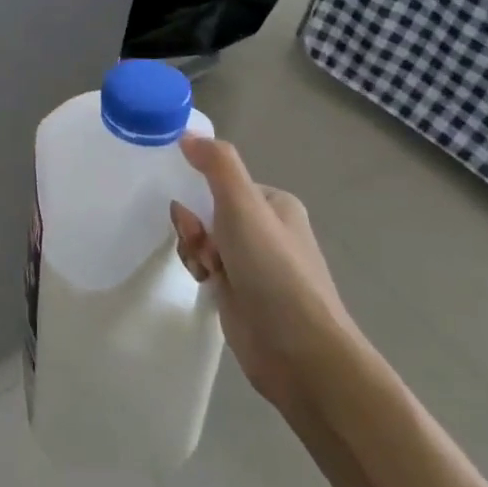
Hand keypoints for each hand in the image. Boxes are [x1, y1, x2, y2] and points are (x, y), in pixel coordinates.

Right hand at [170, 135, 359, 418]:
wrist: (299, 352)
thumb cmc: (273, 269)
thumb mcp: (243, 205)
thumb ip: (217, 164)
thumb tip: (188, 134)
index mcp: (275, 204)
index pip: (222, 182)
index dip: (200, 193)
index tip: (193, 210)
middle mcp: (267, 231)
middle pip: (208, 210)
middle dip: (195, 225)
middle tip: (202, 245)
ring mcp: (254, 265)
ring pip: (203, 239)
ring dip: (195, 249)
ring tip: (206, 270)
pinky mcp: (242, 294)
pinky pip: (206, 267)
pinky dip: (199, 271)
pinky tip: (206, 285)